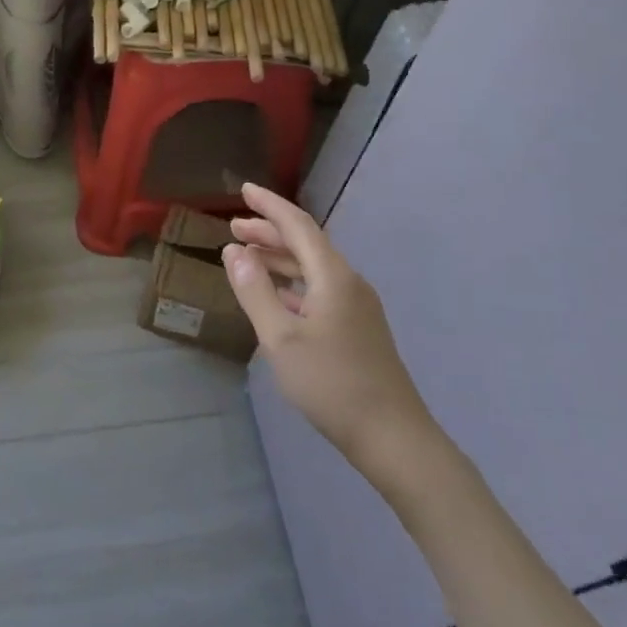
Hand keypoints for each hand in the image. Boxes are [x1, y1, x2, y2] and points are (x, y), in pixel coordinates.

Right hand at [223, 183, 439, 464]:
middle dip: (270, 231)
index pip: (298, 225)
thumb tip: (234, 251)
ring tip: (247, 256)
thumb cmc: (331, 384)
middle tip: (234, 227)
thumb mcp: (280, 338)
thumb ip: (255, 291)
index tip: (243, 189)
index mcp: (333, 276)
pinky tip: (275, 295)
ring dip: (280, 258)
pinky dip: (292, 283)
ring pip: (313, 268)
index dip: (269, 205)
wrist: (393, 437)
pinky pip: (319, 289)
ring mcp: (357, 306)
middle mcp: (348, 282)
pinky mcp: (357, 328)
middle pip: (306, 244)